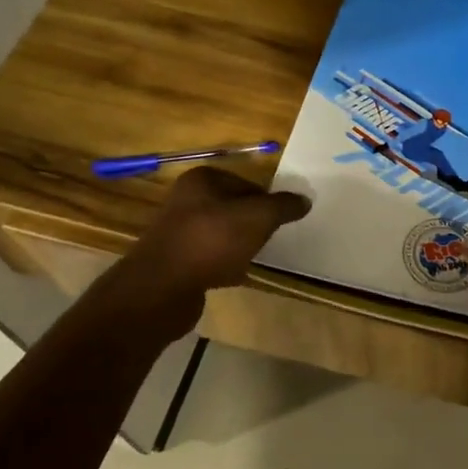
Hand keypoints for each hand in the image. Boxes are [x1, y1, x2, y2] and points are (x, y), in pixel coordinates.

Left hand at [116, 167, 309, 324]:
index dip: (267, 201)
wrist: (162, 288)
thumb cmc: (212, 241)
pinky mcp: (175, 260)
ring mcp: (177, 231)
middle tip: (270, 239)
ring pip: (222, 234)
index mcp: (202, 180)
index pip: (247, 183)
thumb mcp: (258, 217)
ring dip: (239, 245)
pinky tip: (234, 276)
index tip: (280, 221)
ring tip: (254, 257)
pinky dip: (223, 264)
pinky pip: (209, 257)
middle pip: (234, 208)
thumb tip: (304, 200)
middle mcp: (185, 200)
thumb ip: (283, 206)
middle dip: (253, 224)